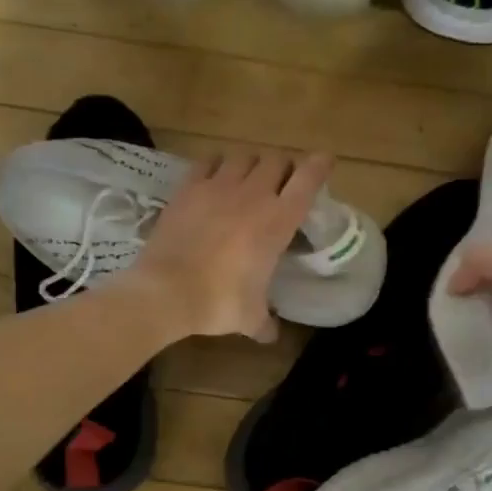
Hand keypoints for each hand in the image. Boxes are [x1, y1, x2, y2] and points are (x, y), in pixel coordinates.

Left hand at [124, 148, 334, 342]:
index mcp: (278, 221)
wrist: (166, 291)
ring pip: (244, 155)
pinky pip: (208, 161)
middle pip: (276, 159)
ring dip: (252, 163)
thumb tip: (271, 336)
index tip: (325, 161)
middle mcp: (253, 195)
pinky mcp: (189, 187)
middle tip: (281, 181)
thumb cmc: (219, 302)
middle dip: (283, 167)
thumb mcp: (250, 318)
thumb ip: (265, 323)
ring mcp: (218, 186)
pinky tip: (215, 176)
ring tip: (248, 177)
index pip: (308, 180)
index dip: (320, 165)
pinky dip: (217, 164)